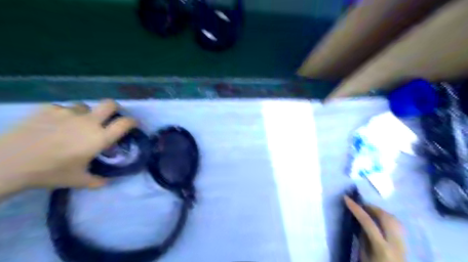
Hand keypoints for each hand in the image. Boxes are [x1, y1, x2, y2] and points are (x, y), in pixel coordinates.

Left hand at [0, 99, 135, 193]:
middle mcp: (89, 122)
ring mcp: (68, 112)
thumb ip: (97, 181)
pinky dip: (63, 115)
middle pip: (110, 104)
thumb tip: (106, 181)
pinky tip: (54, 124)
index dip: (133, 122)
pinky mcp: (48, 109)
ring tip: (76, 123)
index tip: (133, 124)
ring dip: (85, 113)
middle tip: (110, 116)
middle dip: (114, 108)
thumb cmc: (50, 172)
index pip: (125, 123)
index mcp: (99, 137)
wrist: (9, 162)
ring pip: (84, 106)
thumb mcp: (78, 180)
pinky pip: (62, 108)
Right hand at [343, 196, 405, 261]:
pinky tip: (380, 219)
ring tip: (369, 210)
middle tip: (360, 204)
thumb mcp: (364, 256)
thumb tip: (359, 222)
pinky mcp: (406, 243)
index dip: (356, 208)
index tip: (346, 198)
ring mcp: (403, 243)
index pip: (368, 222)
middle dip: (371, 207)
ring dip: (380, 211)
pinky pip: (397, 224)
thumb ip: (363, 238)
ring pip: (394, 219)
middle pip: (385, 217)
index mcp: (382, 247)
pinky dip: (387, 217)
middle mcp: (395, 243)